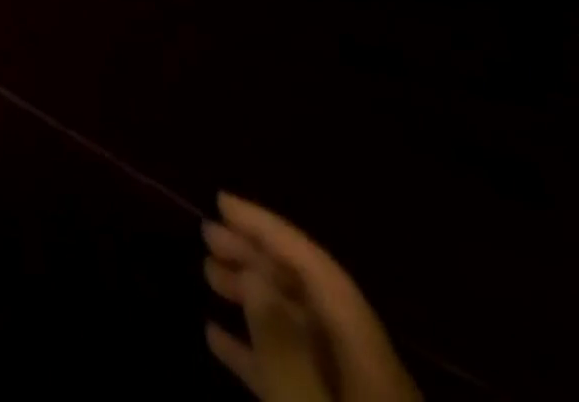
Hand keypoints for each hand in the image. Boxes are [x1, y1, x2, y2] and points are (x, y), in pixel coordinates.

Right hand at [203, 193, 420, 401]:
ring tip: (207, 274)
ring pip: (299, 332)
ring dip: (253, 296)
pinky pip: (293, 376)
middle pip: (310, 296)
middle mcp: (367, 375)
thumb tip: (259, 275)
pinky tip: (215, 338)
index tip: (222, 202)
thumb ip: (286, 351)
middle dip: (258, 256)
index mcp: (371, 364)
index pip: (320, 273)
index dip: (271, 229)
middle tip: (206, 234)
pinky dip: (254, 350)